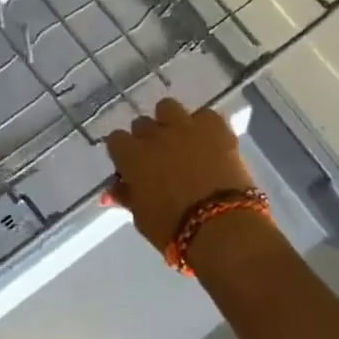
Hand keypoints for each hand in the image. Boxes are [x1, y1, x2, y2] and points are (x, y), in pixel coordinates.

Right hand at [104, 97, 256, 252]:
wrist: (223, 227)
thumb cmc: (174, 230)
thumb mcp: (142, 217)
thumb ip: (127, 196)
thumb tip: (114, 190)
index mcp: (131, 156)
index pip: (116, 140)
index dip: (123, 153)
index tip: (131, 166)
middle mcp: (154, 135)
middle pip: (142, 124)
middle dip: (147, 139)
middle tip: (158, 159)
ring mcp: (186, 127)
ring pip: (168, 108)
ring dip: (170, 122)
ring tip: (181, 141)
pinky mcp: (216, 127)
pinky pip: (204, 115)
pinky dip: (204, 126)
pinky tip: (209, 142)